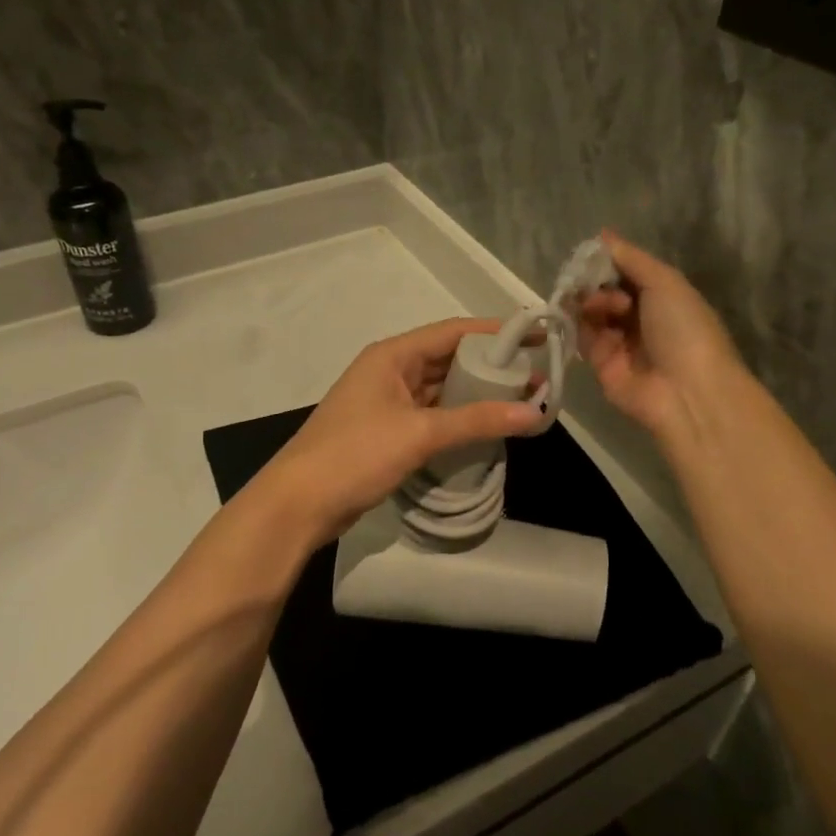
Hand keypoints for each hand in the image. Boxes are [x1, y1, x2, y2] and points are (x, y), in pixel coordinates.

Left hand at [251, 318, 541, 546]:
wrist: (299, 504)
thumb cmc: (355, 455)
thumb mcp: (419, 433)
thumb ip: (476, 420)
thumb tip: (534, 412)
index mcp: (392, 355)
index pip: (453, 331)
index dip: (496, 332)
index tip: (537, 337)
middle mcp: (388, 371)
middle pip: (447, 359)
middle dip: (490, 367)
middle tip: (535, 379)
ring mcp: (385, 402)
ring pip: (439, 389)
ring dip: (475, 395)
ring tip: (519, 403)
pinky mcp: (385, 432)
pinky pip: (430, 415)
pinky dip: (456, 418)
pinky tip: (484, 428)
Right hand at [578, 231, 746, 440]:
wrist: (686, 392)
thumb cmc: (684, 329)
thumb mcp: (665, 282)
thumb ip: (631, 259)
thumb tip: (602, 235)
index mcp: (663, 297)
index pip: (627, 272)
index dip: (609, 261)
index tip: (592, 253)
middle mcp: (640, 318)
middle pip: (606, 290)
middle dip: (595, 281)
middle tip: (593, 282)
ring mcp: (619, 341)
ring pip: (591, 311)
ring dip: (590, 300)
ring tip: (598, 304)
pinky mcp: (600, 363)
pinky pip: (582, 336)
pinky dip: (577, 322)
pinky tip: (579, 313)